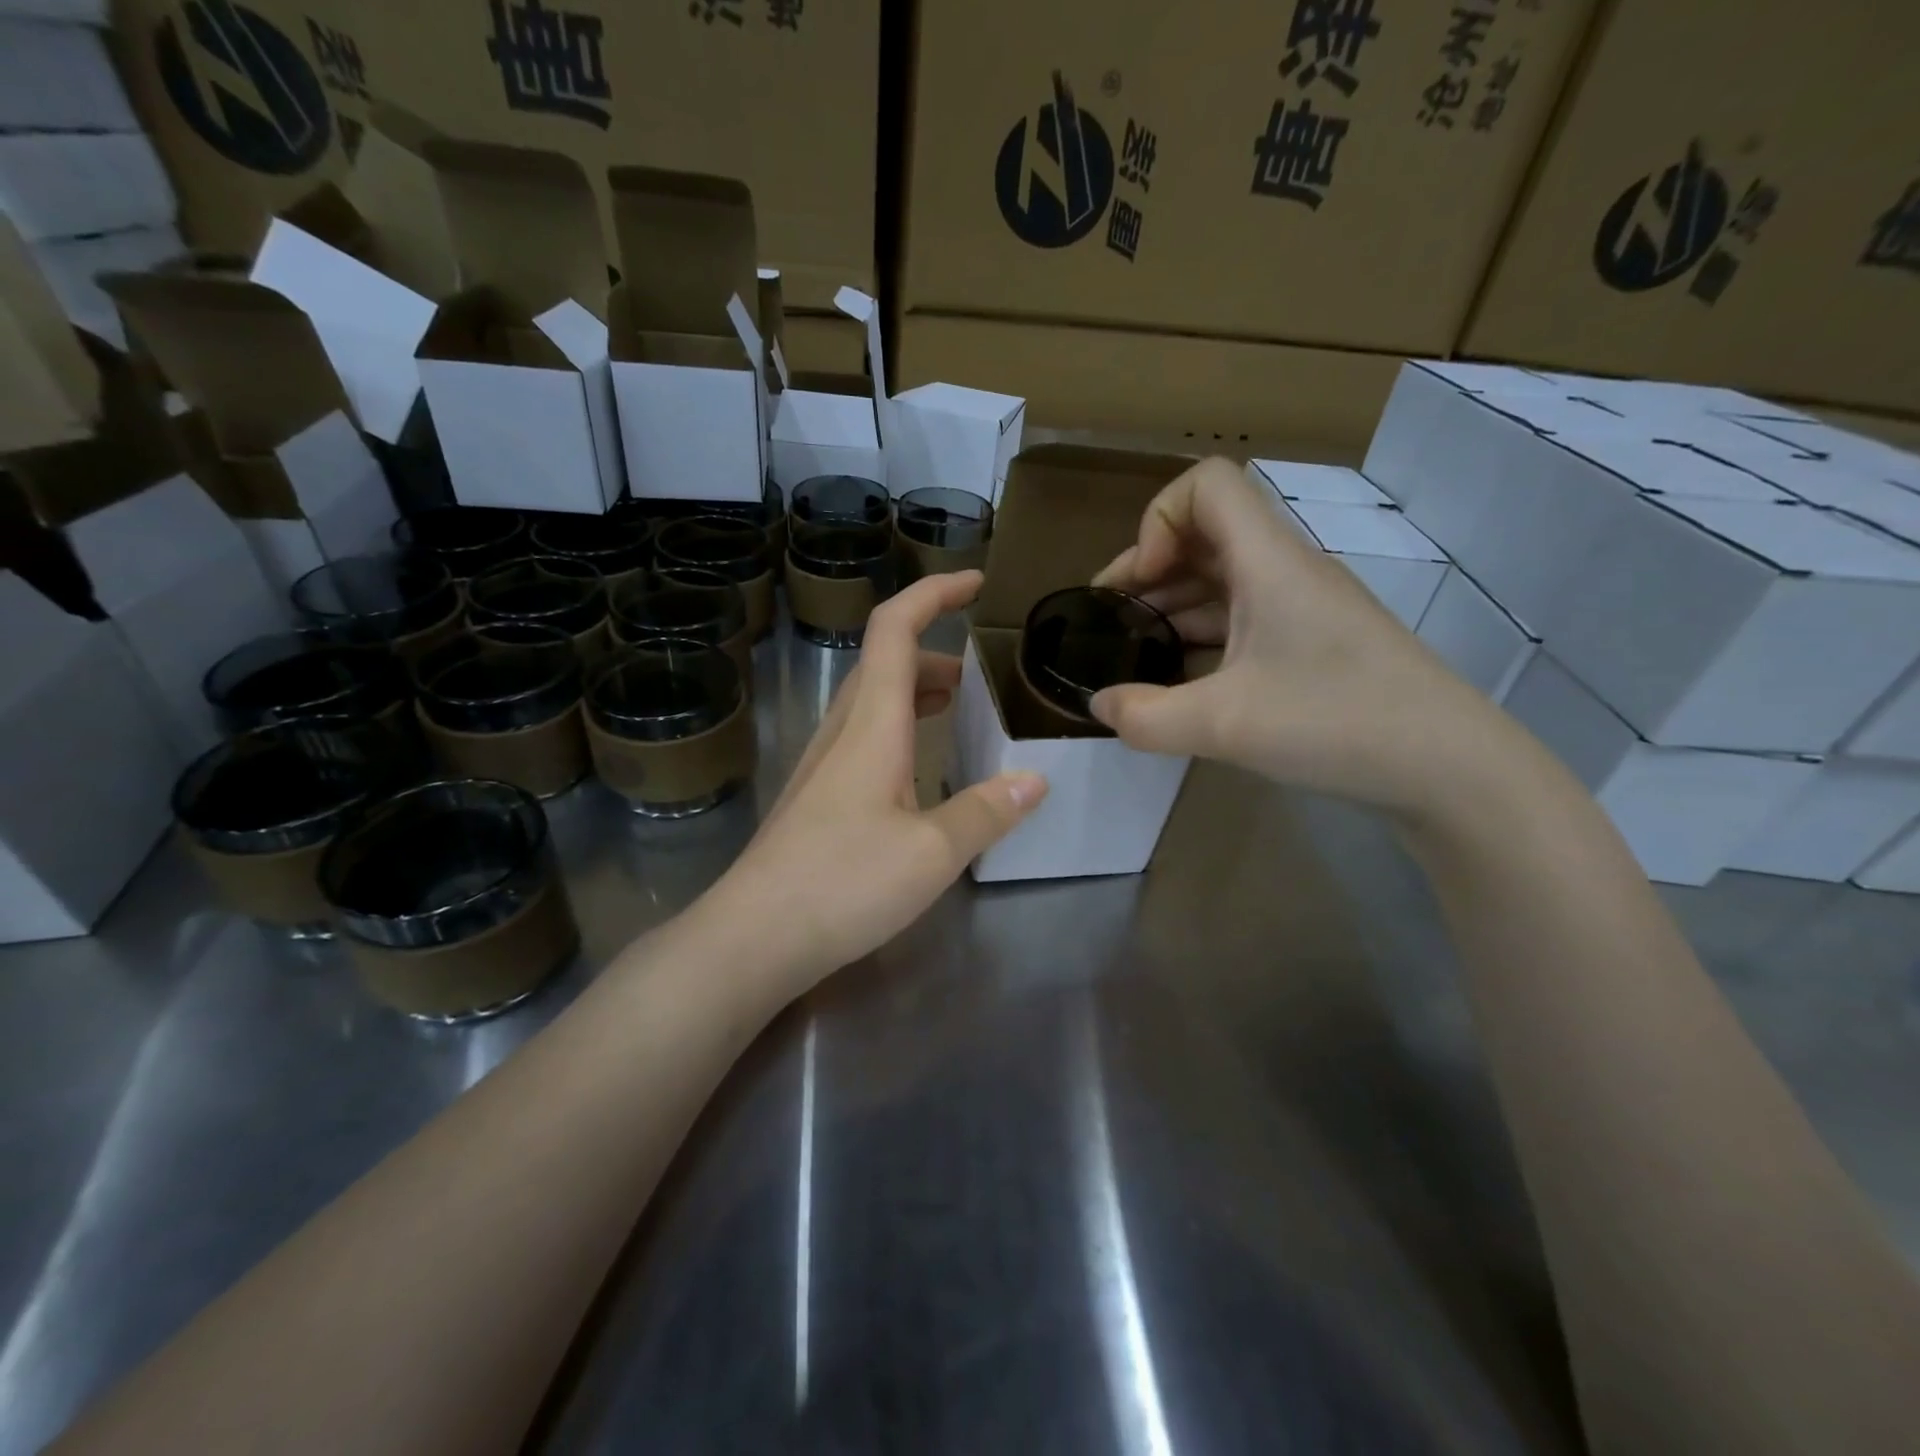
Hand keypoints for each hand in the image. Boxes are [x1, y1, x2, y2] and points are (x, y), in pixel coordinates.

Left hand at [699, 571, 1047, 986]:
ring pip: (875, 702)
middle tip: (984, 672)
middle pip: (887, 662)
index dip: (934, 594)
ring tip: (963, 710)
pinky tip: (923, 770)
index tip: (976, 582)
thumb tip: (1035, 778)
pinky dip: (903, 728)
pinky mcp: (818, 796)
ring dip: (919, 690)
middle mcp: (843, 731)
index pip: (895, 629)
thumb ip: (987, 811)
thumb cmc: (843, 883)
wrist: (754, 936)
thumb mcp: (933, 851)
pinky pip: (866, 737)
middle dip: (937, 650)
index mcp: (872, 724)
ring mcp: (824, 763)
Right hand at [1090, 457, 1521, 819]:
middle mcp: (1285, 571)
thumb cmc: (1335, 722)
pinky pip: (1244, 619)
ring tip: (1135, 653)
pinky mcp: (1314, 644)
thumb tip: (1100, 705)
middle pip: (1206, 533)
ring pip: (1223, 580)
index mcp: (1269, 561)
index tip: (1138, 583)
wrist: (1449, 767)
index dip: (1157, 520)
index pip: (1207, 484)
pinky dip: (1203, 636)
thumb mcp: (1223, 725)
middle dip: (1148, 569)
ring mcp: (1303, 608)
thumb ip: (1145, 717)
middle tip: (1110, 621)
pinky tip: (1181, 681)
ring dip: (1173, 605)